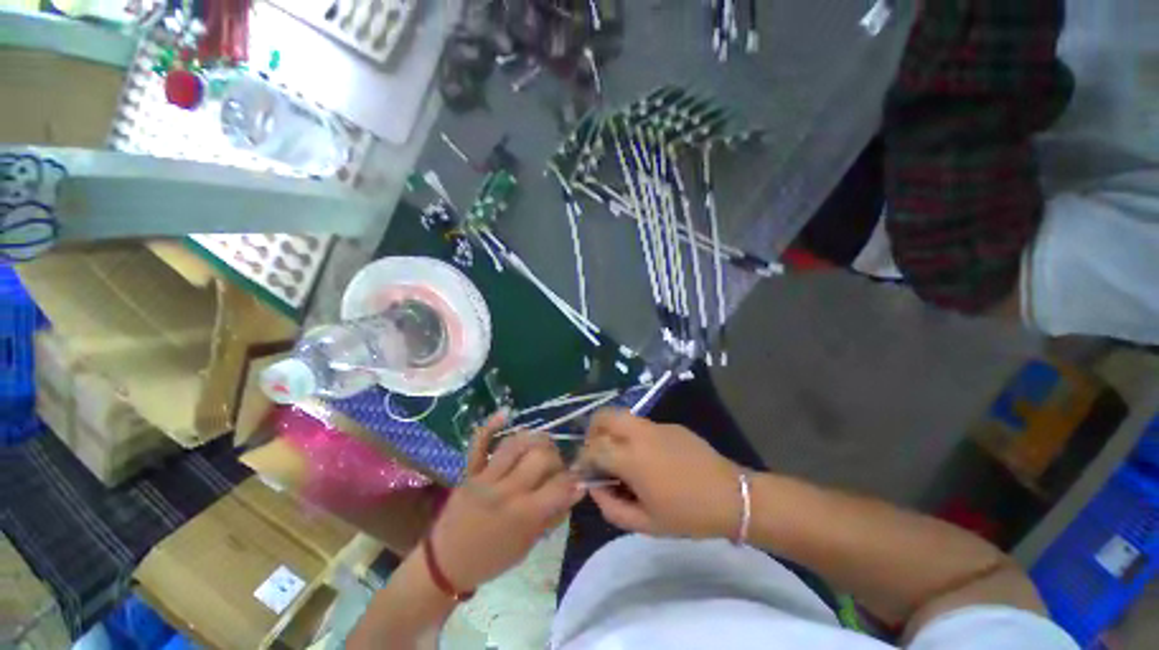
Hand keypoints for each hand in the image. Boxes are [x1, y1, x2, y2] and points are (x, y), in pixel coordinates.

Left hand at [429, 413, 584, 591]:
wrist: (445, 564)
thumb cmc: (491, 559)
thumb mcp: (527, 546)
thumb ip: (551, 516)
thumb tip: (574, 491)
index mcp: (523, 514)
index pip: (560, 485)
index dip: (574, 481)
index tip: (576, 480)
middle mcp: (507, 490)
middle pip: (541, 456)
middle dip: (555, 459)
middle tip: (554, 468)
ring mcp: (485, 477)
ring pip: (516, 443)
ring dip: (535, 440)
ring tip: (540, 446)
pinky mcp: (470, 470)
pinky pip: (480, 442)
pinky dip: (491, 425)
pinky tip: (506, 413)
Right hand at [581, 409, 742, 539]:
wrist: (731, 496)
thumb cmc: (687, 514)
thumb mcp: (645, 523)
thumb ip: (611, 507)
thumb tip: (595, 489)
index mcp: (631, 458)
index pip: (593, 448)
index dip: (583, 459)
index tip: (585, 472)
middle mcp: (639, 434)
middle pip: (604, 416)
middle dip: (593, 432)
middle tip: (598, 454)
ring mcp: (656, 425)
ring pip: (622, 417)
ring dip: (613, 431)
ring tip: (620, 456)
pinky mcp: (670, 425)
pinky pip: (642, 425)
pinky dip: (634, 436)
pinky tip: (649, 458)